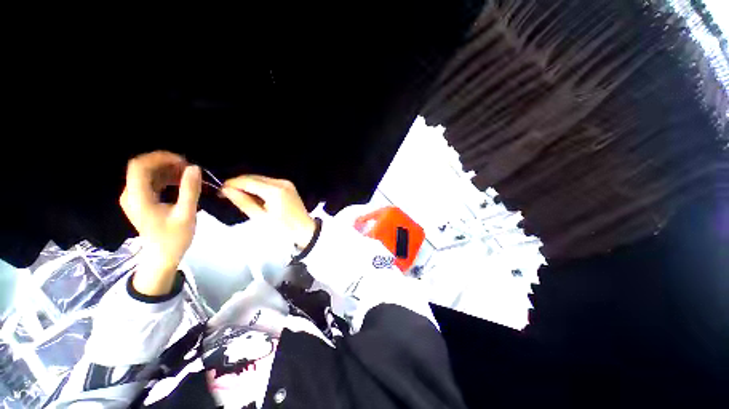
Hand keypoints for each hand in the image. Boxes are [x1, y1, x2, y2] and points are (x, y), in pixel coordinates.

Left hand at [119, 151, 201, 295]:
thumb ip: (189, 190)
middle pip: (142, 167)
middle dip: (166, 163)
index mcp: (137, 198)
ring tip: (189, 175)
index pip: (139, 166)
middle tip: (189, 168)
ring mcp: (134, 198)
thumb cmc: (174, 238)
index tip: (183, 161)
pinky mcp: (141, 201)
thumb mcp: (186, 214)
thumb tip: (194, 168)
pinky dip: (166, 178)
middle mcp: (131, 194)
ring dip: (167, 170)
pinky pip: (151, 182)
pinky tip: (181, 182)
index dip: (159, 158)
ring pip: (147, 173)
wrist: (162, 256)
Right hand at [221, 175, 315, 248]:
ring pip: (261, 178)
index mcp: (275, 190)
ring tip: (238, 196)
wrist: (304, 230)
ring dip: (248, 185)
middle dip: (239, 184)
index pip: (248, 181)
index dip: (232, 184)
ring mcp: (286, 182)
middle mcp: (281, 182)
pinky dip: (259, 187)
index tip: (220, 191)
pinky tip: (253, 195)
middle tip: (226, 194)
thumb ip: (243, 201)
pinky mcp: (288, 185)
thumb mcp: (260, 217)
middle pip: (254, 177)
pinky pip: (269, 182)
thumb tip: (226, 190)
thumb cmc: (283, 228)